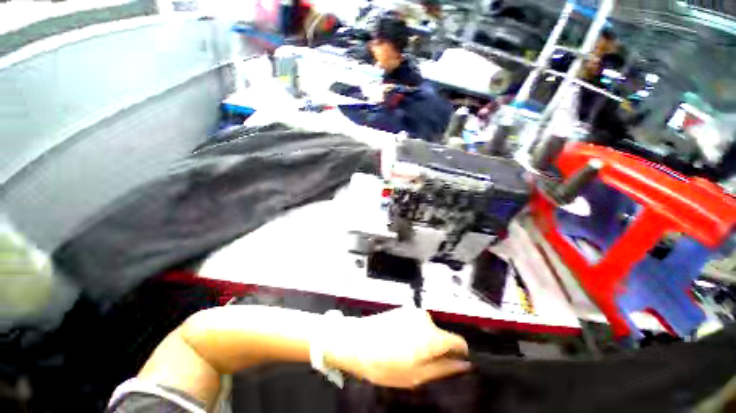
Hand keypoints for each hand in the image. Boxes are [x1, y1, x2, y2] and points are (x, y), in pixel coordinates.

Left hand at [324, 307, 469, 387]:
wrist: (357, 341)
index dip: (458, 354)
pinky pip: (416, 323)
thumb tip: (463, 364)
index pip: (459, 341)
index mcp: (433, 336)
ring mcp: (412, 311)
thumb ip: (444, 369)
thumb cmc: (385, 363)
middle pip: (442, 335)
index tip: (453, 362)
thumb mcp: (417, 376)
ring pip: (428, 330)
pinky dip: (412, 333)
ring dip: (423, 341)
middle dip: (436, 349)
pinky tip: (397, 341)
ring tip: (404, 352)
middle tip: (418, 362)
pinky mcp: (403, 309)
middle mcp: (425, 319)